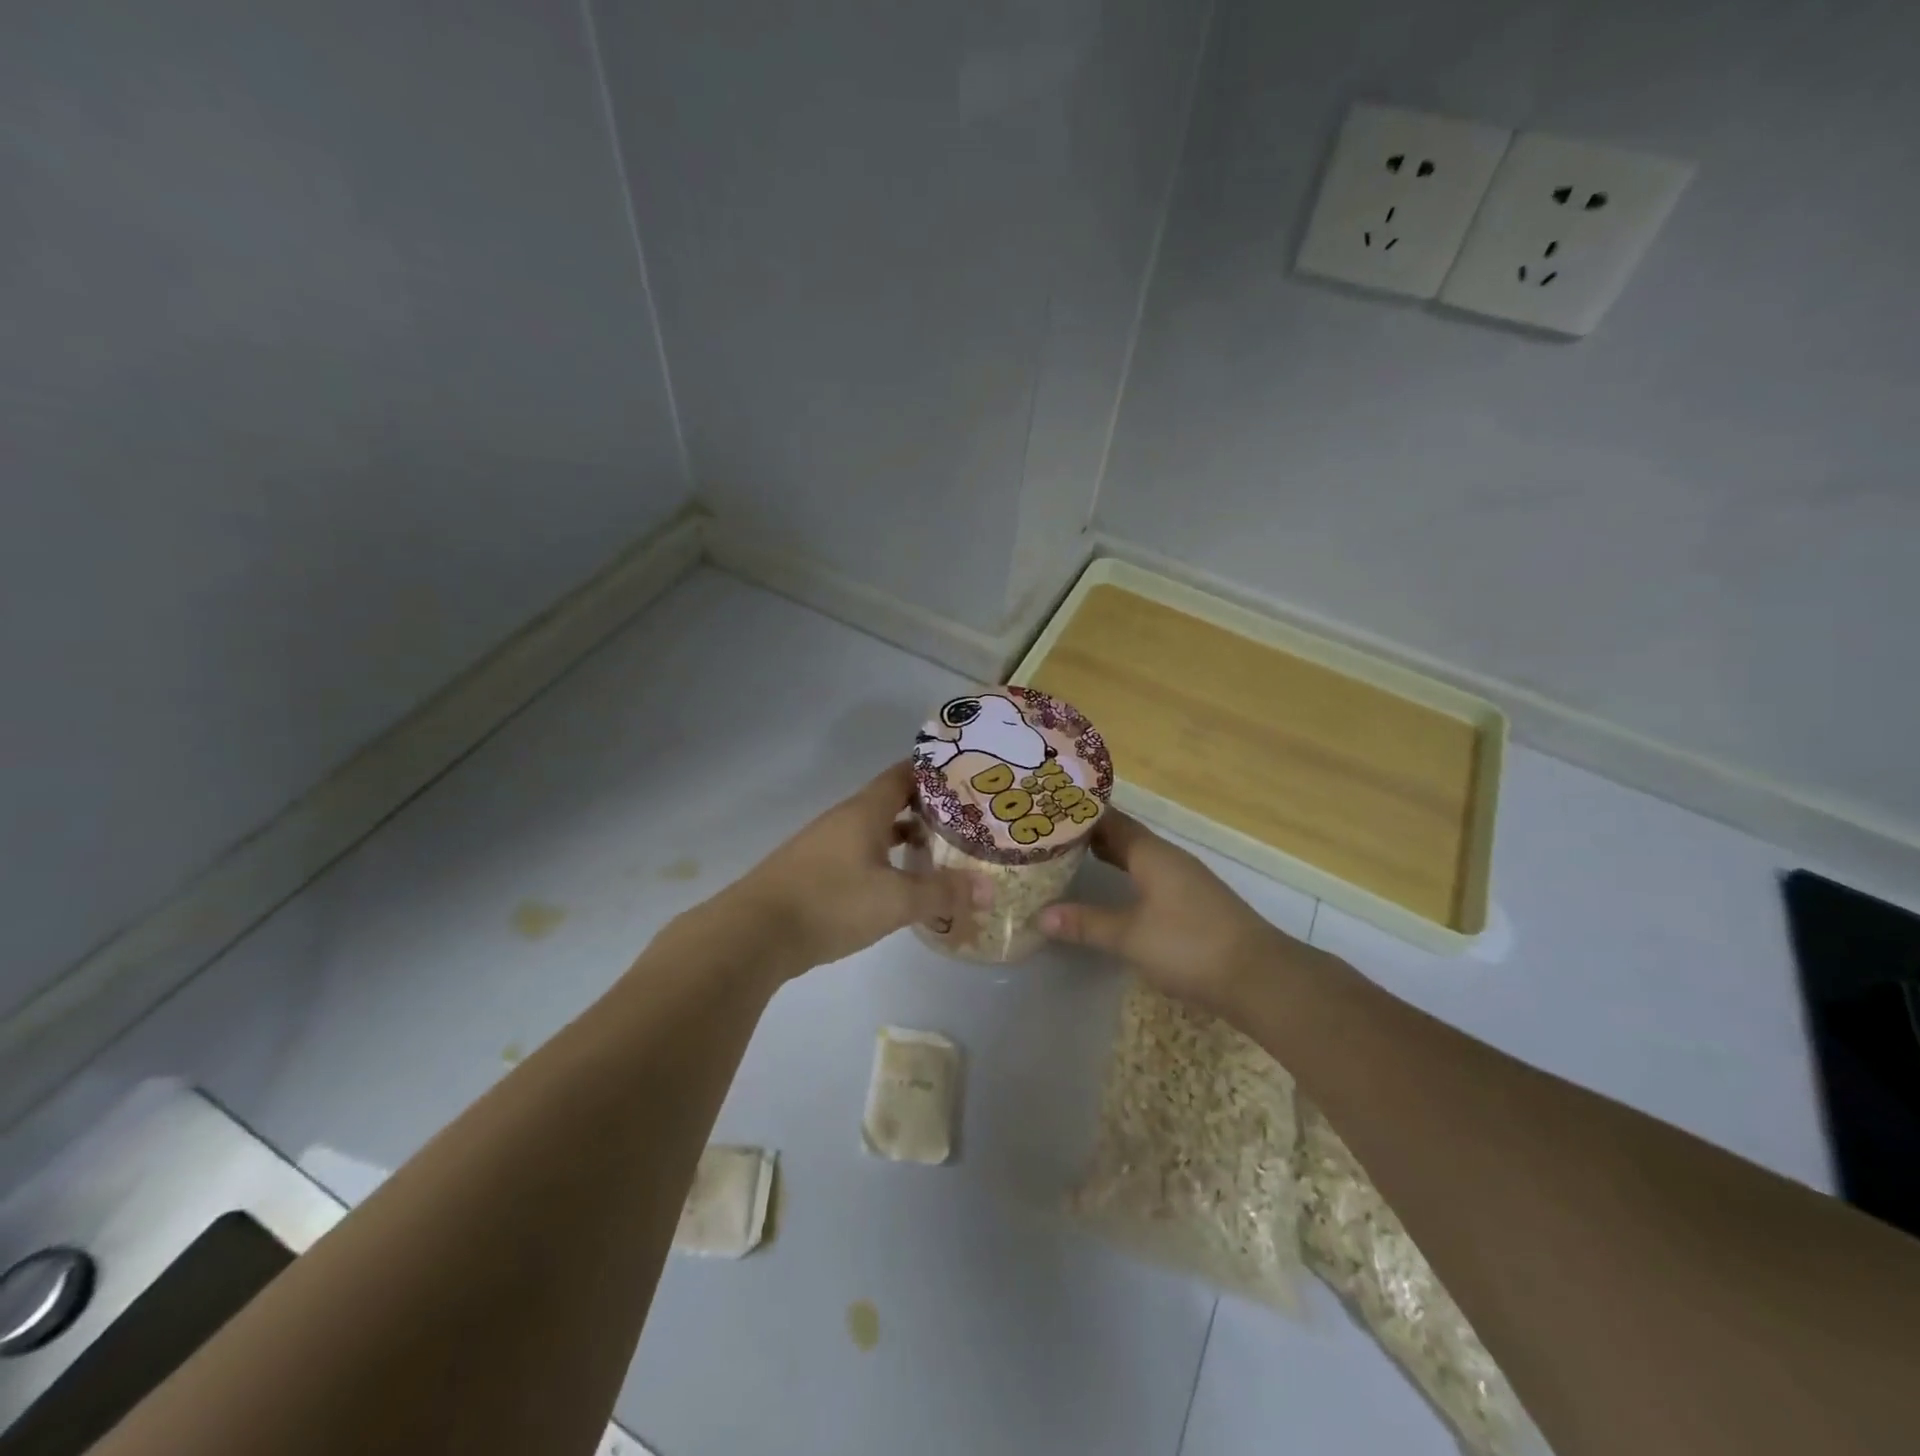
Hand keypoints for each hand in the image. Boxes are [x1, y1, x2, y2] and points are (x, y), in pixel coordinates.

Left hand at [706, 761, 981, 977]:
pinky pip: (858, 853)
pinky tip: (895, 884)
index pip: (904, 775)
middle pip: (890, 801)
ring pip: (873, 830)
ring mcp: (824, 845)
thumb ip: (942, 893)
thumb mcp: (895, 901)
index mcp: (864, 811)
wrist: (753, 934)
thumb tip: (989, 889)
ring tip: (937, 850)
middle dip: (926, 808)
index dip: (934, 772)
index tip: (966, 776)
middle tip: (965, 819)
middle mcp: (843, 819)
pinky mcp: (812, 872)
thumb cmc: (830, 903)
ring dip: (903, 836)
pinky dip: (882, 859)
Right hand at [1038, 810, 1291, 1013]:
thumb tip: (1040, 915)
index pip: (1111, 820)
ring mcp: (1186, 881)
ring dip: (1109, 856)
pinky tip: (1113, 893)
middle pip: (1125, 837)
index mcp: (1153, 854)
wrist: (1259, 977)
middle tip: (1049, 837)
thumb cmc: (1190, 946)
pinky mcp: (1195, 904)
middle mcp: (1170, 859)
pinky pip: (1151, 878)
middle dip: (1090, 835)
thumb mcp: (1130, 936)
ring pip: (1139, 858)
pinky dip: (1126, 877)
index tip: (1048, 811)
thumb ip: (1086, 923)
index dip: (1081, 815)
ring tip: (1071, 860)